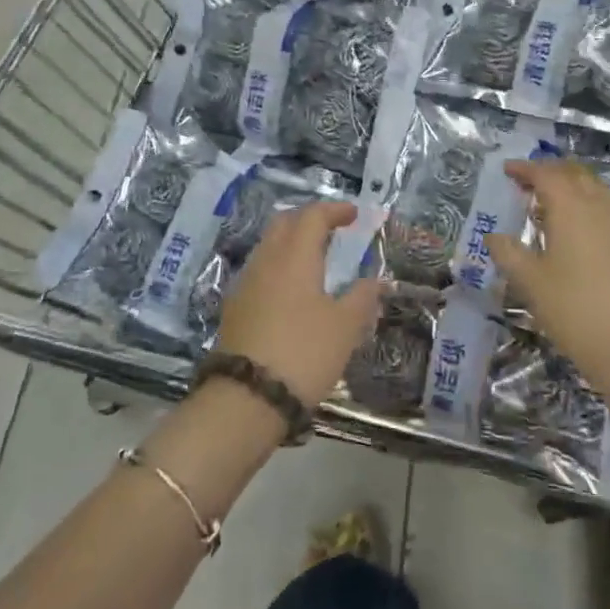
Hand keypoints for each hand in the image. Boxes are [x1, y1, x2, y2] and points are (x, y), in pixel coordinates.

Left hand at [216, 202, 382, 409]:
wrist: (246, 398)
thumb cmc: (303, 353)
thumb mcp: (345, 327)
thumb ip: (362, 298)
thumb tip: (375, 280)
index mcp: (294, 256)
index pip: (312, 216)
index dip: (334, 210)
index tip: (353, 214)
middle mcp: (266, 261)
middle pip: (284, 224)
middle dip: (308, 219)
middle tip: (331, 228)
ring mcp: (245, 284)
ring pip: (268, 247)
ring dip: (291, 243)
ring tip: (315, 258)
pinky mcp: (234, 308)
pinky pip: (260, 272)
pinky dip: (279, 267)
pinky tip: (292, 290)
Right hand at [484, 159, 609, 395]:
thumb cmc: (574, 310)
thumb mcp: (531, 283)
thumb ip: (509, 254)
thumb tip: (494, 237)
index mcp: (571, 208)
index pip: (546, 174)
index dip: (525, 168)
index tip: (508, 170)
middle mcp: (602, 206)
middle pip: (576, 175)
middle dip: (552, 173)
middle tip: (530, 184)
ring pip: (599, 192)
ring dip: (575, 189)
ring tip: (555, 207)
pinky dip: (595, 210)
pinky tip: (587, 232)